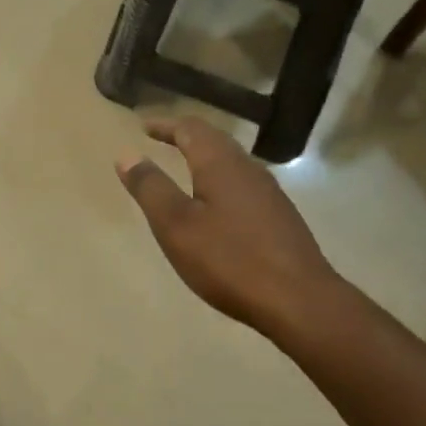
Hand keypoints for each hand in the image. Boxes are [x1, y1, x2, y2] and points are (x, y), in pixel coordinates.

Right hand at [116, 118, 337, 334]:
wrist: (299, 299)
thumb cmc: (229, 260)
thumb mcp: (176, 226)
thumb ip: (151, 188)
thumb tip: (127, 155)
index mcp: (221, 164)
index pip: (191, 129)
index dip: (166, 125)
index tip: (144, 127)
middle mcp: (248, 169)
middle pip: (216, 140)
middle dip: (187, 137)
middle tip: (163, 139)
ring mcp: (269, 193)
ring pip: (232, 162)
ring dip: (206, 158)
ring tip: (187, 167)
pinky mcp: (280, 217)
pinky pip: (244, 185)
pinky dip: (222, 181)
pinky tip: (218, 204)